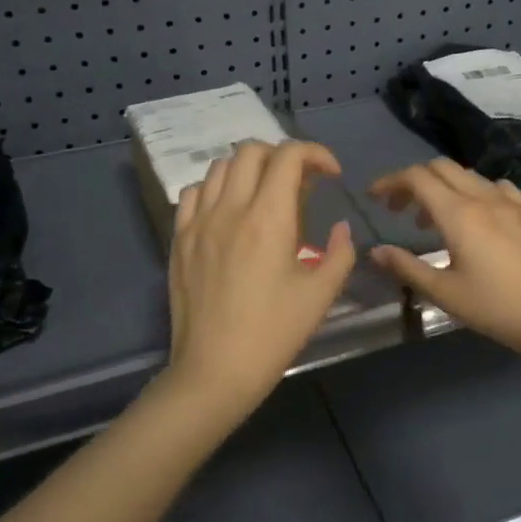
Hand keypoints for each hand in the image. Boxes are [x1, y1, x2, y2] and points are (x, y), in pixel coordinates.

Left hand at [165, 140, 356, 417]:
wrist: (214, 370)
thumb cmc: (273, 334)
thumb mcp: (320, 295)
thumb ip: (340, 253)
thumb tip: (341, 228)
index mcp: (268, 218)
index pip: (289, 156)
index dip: (316, 153)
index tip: (332, 174)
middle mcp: (230, 209)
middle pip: (251, 151)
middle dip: (283, 155)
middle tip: (301, 182)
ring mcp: (198, 222)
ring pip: (220, 166)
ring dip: (249, 169)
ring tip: (266, 194)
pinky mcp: (179, 239)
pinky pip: (194, 193)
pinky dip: (216, 188)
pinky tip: (229, 211)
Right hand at [367, 159, 520, 364]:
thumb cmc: (496, 308)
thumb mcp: (445, 293)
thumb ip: (407, 267)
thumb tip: (376, 251)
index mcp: (459, 214)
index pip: (417, 178)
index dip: (390, 181)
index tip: (375, 197)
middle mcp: (484, 198)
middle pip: (441, 168)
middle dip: (414, 181)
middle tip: (400, 209)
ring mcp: (511, 202)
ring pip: (468, 176)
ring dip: (444, 187)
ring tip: (435, 220)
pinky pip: (497, 187)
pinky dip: (475, 192)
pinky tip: (478, 217)